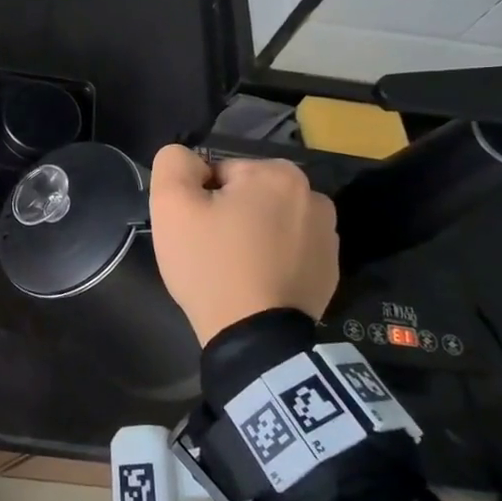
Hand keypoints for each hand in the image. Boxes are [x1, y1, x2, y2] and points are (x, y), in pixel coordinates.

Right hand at [148, 145, 338, 343]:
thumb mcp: (172, 204)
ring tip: (233, 269)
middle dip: (226, 215)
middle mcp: (313, 196)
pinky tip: (255, 283)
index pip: (219, 173)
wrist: (255, 338)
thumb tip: (190, 162)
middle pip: (247, 195)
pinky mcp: (330, 270)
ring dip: (250, 236)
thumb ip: (174, 163)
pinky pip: (287, 250)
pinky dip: (270, 259)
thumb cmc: (212, 264)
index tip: (195, 230)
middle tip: (209, 250)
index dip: (199, 200)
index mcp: (278, 173)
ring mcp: (328, 236)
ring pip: (268, 221)